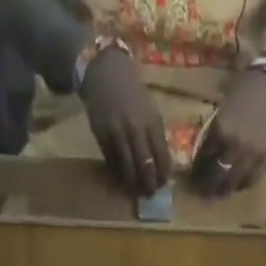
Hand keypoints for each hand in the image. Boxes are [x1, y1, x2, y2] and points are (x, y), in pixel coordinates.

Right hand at [80, 47, 170, 196]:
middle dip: (149, 184)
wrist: (105, 70)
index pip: (162, 158)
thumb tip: (162, 165)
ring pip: (127, 168)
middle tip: (149, 194)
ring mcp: (117, 133)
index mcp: (152, 122)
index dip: (163, 176)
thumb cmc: (132, 92)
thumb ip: (156, 136)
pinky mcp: (102, 135)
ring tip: (135, 191)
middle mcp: (136, 129)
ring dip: (132, 184)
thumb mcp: (150, 110)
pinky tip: (121, 178)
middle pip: (145, 167)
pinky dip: (117, 173)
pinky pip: (111, 162)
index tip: (162, 185)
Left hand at [191, 69, 265, 194]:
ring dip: (224, 189)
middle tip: (203, 192)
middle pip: (218, 176)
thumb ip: (213, 136)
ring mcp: (253, 153)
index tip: (192, 179)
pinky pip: (252, 180)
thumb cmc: (242, 92)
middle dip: (208, 186)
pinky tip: (237, 184)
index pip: (204, 160)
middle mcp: (236, 145)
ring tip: (219, 192)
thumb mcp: (221, 113)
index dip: (197, 172)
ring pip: (234, 182)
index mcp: (221, 131)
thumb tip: (202, 160)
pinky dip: (242, 184)